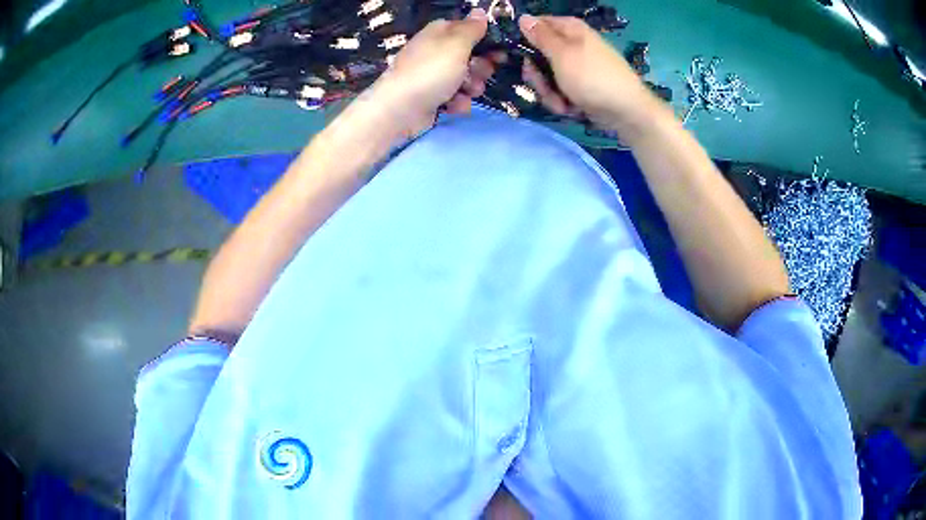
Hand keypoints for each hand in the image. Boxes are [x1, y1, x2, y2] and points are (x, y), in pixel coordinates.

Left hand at [364, 9, 504, 138]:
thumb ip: (472, 28)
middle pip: (471, 56)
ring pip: (466, 78)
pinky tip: (453, 105)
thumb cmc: (431, 70)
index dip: (486, 41)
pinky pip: (455, 96)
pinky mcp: (432, 96)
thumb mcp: (456, 44)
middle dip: (480, 68)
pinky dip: (457, 102)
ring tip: (466, 91)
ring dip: (472, 87)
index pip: (470, 30)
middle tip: (477, 73)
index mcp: (440, 33)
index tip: (499, 53)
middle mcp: (437, 51)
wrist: (401, 109)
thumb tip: (480, 11)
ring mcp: (434, 74)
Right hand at [518, 15, 657, 130]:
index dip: (526, 39)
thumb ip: (540, 35)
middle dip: (538, 76)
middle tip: (544, 85)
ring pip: (548, 78)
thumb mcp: (561, 53)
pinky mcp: (582, 87)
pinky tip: (573, 110)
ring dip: (551, 94)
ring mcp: (578, 68)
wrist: (626, 111)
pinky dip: (564, 102)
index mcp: (570, 29)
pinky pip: (562, 92)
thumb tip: (523, 17)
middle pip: (539, 56)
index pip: (537, 25)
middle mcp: (573, 45)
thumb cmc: (592, 77)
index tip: (522, 55)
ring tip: (564, 103)